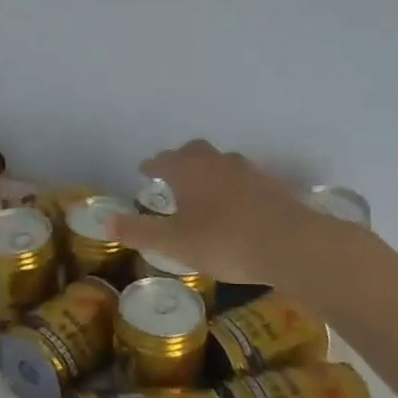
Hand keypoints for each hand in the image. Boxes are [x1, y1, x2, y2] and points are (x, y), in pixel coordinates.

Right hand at [108, 141, 351, 288]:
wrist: (292, 245)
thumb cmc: (225, 242)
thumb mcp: (174, 243)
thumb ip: (139, 231)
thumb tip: (105, 219)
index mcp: (190, 171)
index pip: (163, 161)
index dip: (152, 166)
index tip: (144, 170)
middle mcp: (218, 162)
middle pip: (195, 152)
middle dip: (180, 160)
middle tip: (172, 175)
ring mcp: (250, 172)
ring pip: (222, 162)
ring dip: (209, 171)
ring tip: (203, 189)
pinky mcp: (275, 186)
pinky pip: (246, 179)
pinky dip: (234, 186)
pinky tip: (237, 205)